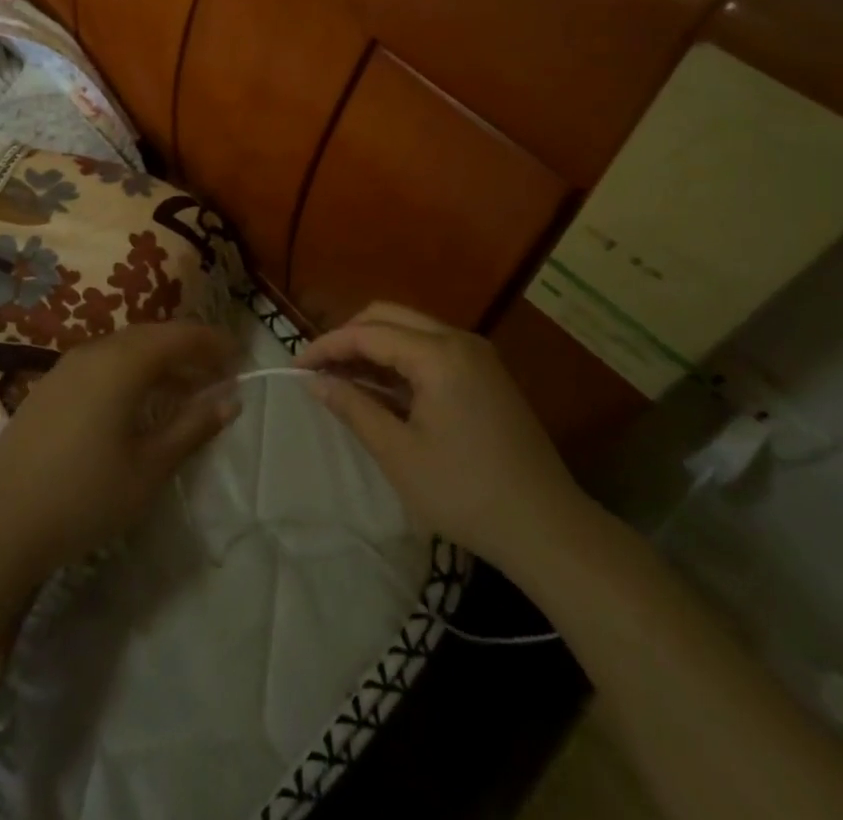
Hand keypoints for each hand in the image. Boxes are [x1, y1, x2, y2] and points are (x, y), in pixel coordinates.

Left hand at [0, 322, 241, 580]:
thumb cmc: (84, 495)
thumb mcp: (149, 467)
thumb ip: (192, 427)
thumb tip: (230, 399)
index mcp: (123, 362)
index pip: (179, 335)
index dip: (212, 342)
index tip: (240, 356)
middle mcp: (95, 351)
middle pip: (152, 336)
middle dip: (188, 349)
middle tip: (218, 373)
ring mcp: (67, 367)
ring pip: (126, 349)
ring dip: (160, 362)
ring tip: (186, 390)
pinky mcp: (50, 387)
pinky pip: (103, 364)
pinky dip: (132, 372)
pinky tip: (139, 404)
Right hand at [294, 302, 588, 569]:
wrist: (546, 527)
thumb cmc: (465, 493)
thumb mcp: (399, 454)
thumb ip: (354, 408)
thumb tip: (316, 381)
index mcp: (439, 354)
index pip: (369, 332)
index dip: (327, 345)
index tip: (295, 367)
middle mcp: (459, 339)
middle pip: (389, 316)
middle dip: (349, 336)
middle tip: (320, 369)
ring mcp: (477, 354)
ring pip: (410, 328)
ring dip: (374, 345)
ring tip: (343, 378)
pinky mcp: (486, 372)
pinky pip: (431, 347)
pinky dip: (400, 358)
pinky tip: (382, 387)